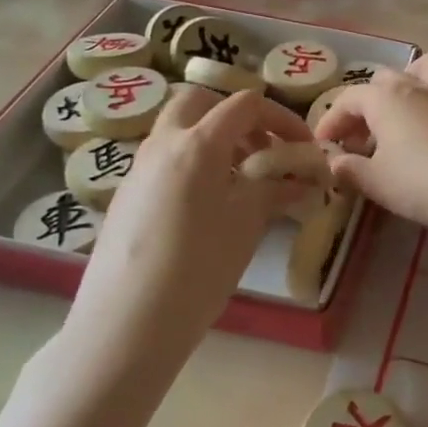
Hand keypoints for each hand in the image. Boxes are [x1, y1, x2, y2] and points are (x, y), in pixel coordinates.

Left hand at [70, 87, 312, 349]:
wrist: (127, 324)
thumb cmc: (199, 266)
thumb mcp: (247, 224)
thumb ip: (275, 189)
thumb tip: (301, 179)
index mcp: (198, 143)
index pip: (245, 104)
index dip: (281, 118)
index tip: (302, 147)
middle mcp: (163, 144)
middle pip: (200, 102)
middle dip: (236, 116)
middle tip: (261, 149)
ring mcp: (138, 169)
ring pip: (178, 130)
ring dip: (213, 140)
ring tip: (240, 181)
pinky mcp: (125, 197)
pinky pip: (164, 161)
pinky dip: (192, 164)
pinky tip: (207, 208)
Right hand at [313, 54, 427, 235]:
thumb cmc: (421, 183)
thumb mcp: (375, 182)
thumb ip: (349, 169)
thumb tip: (335, 162)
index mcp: (384, 99)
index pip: (347, 100)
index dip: (331, 121)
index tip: (324, 147)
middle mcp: (415, 86)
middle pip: (384, 80)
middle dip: (366, 105)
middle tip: (361, 140)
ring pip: (427, 66)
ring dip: (410, 80)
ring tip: (403, 109)